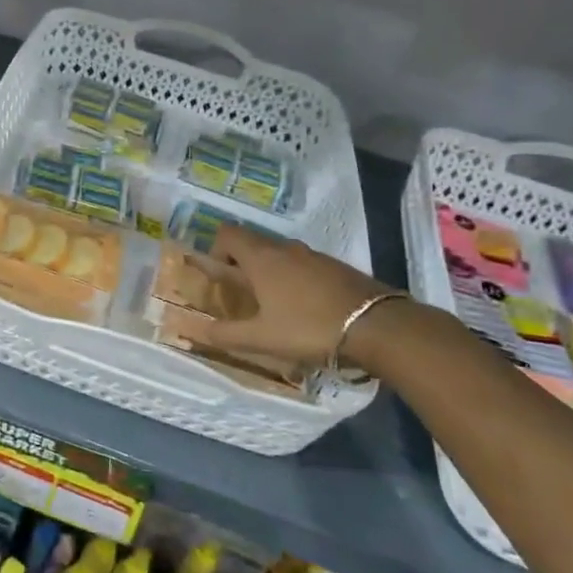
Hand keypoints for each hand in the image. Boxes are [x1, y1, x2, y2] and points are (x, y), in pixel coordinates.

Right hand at [201, 224, 408, 371]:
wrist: (377, 326)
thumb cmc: (309, 328)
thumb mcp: (262, 338)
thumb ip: (226, 334)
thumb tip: (195, 330)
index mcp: (261, 258)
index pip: (227, 233)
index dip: (216, 250)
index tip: (221, 278)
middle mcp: (284, 248)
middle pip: (252, 242)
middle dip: (242, 264)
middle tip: (244, 297)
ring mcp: (313, 255)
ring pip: (280, 254)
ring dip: (270, 272)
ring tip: (275, 306)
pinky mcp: (336, 266)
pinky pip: (304, 264)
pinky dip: (295, 279)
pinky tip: (306, 309)